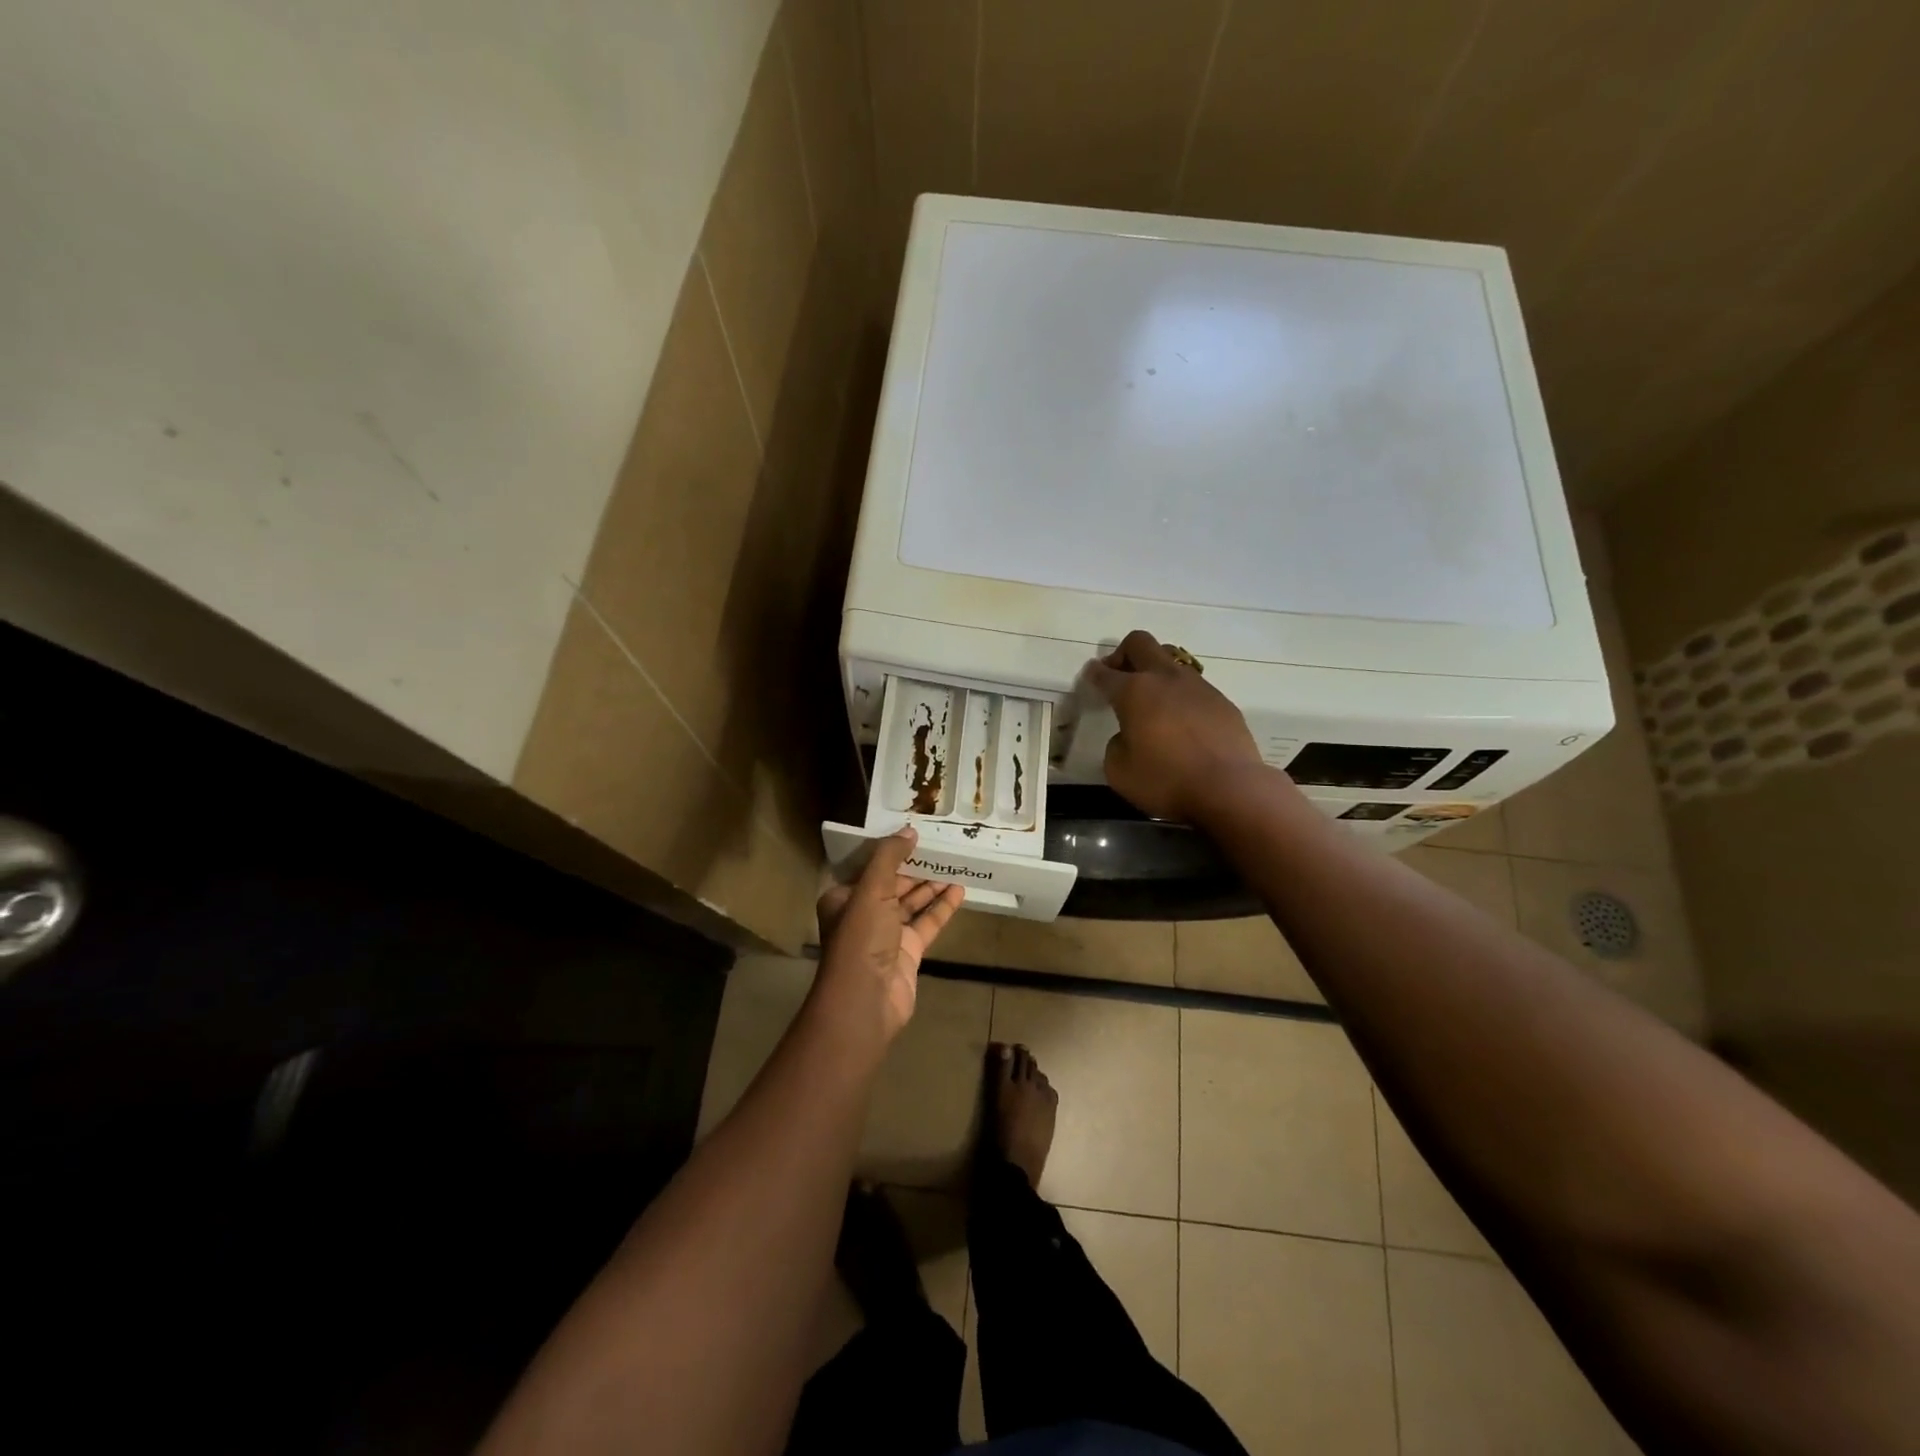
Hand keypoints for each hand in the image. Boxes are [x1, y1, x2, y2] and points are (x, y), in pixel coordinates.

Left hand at [815, 827, 965, 1040]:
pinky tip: (960, 891)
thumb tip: (909, 829)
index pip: (868, 868)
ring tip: (955, 864)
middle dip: (915, 868)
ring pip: (912, 903)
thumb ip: (890, 857)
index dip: (889, 851)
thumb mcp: (872, 889)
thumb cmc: (861, 938)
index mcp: (844, 897)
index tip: (914, 833)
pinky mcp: (908, 952)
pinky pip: (927, 923)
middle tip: (941, 847)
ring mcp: (887, 935)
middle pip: (893, 884)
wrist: (866, 1000)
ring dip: (931, 886)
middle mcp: (863, 914)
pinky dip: (941, 908)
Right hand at [1084, 630, 1264, 822]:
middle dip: (1123, 653)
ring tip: (1153, 701)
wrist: (1229, 788)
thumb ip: (1116, 744)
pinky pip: (1194, 687)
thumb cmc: (1166, 780)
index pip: (1105, 673)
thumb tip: (1129, 735)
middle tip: (1119, 676)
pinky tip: (1182, 723)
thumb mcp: (1119, 770)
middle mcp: (1165, 678)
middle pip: (1140, 643)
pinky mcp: (1222, 701)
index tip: (1090, 676)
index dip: (1093, 673)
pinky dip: (1181, 696)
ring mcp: (1198, 686)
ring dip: (1156, 672)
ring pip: (1171, 660)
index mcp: (1134, 691)